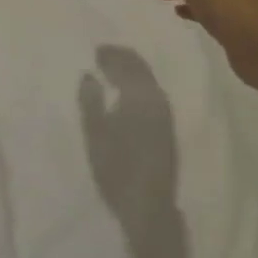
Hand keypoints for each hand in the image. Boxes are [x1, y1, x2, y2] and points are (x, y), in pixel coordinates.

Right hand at [79, 45, 178, 222]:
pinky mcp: (168, 130)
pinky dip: (139, 86)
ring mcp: (167, 116)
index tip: (96, 50)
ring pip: (149, 82)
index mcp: (141, 95)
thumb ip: (90, 100)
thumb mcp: (95, 133)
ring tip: (113, 72)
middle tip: (103, 56)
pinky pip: (153, 95)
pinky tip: (129, 95)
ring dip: (132, 72)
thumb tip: (88, 75)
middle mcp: (158, 100)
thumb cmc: (116, 168)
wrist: (149, 206)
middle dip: (123, 59)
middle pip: (142, 69)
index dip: (112, 54)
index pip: (128, 63)